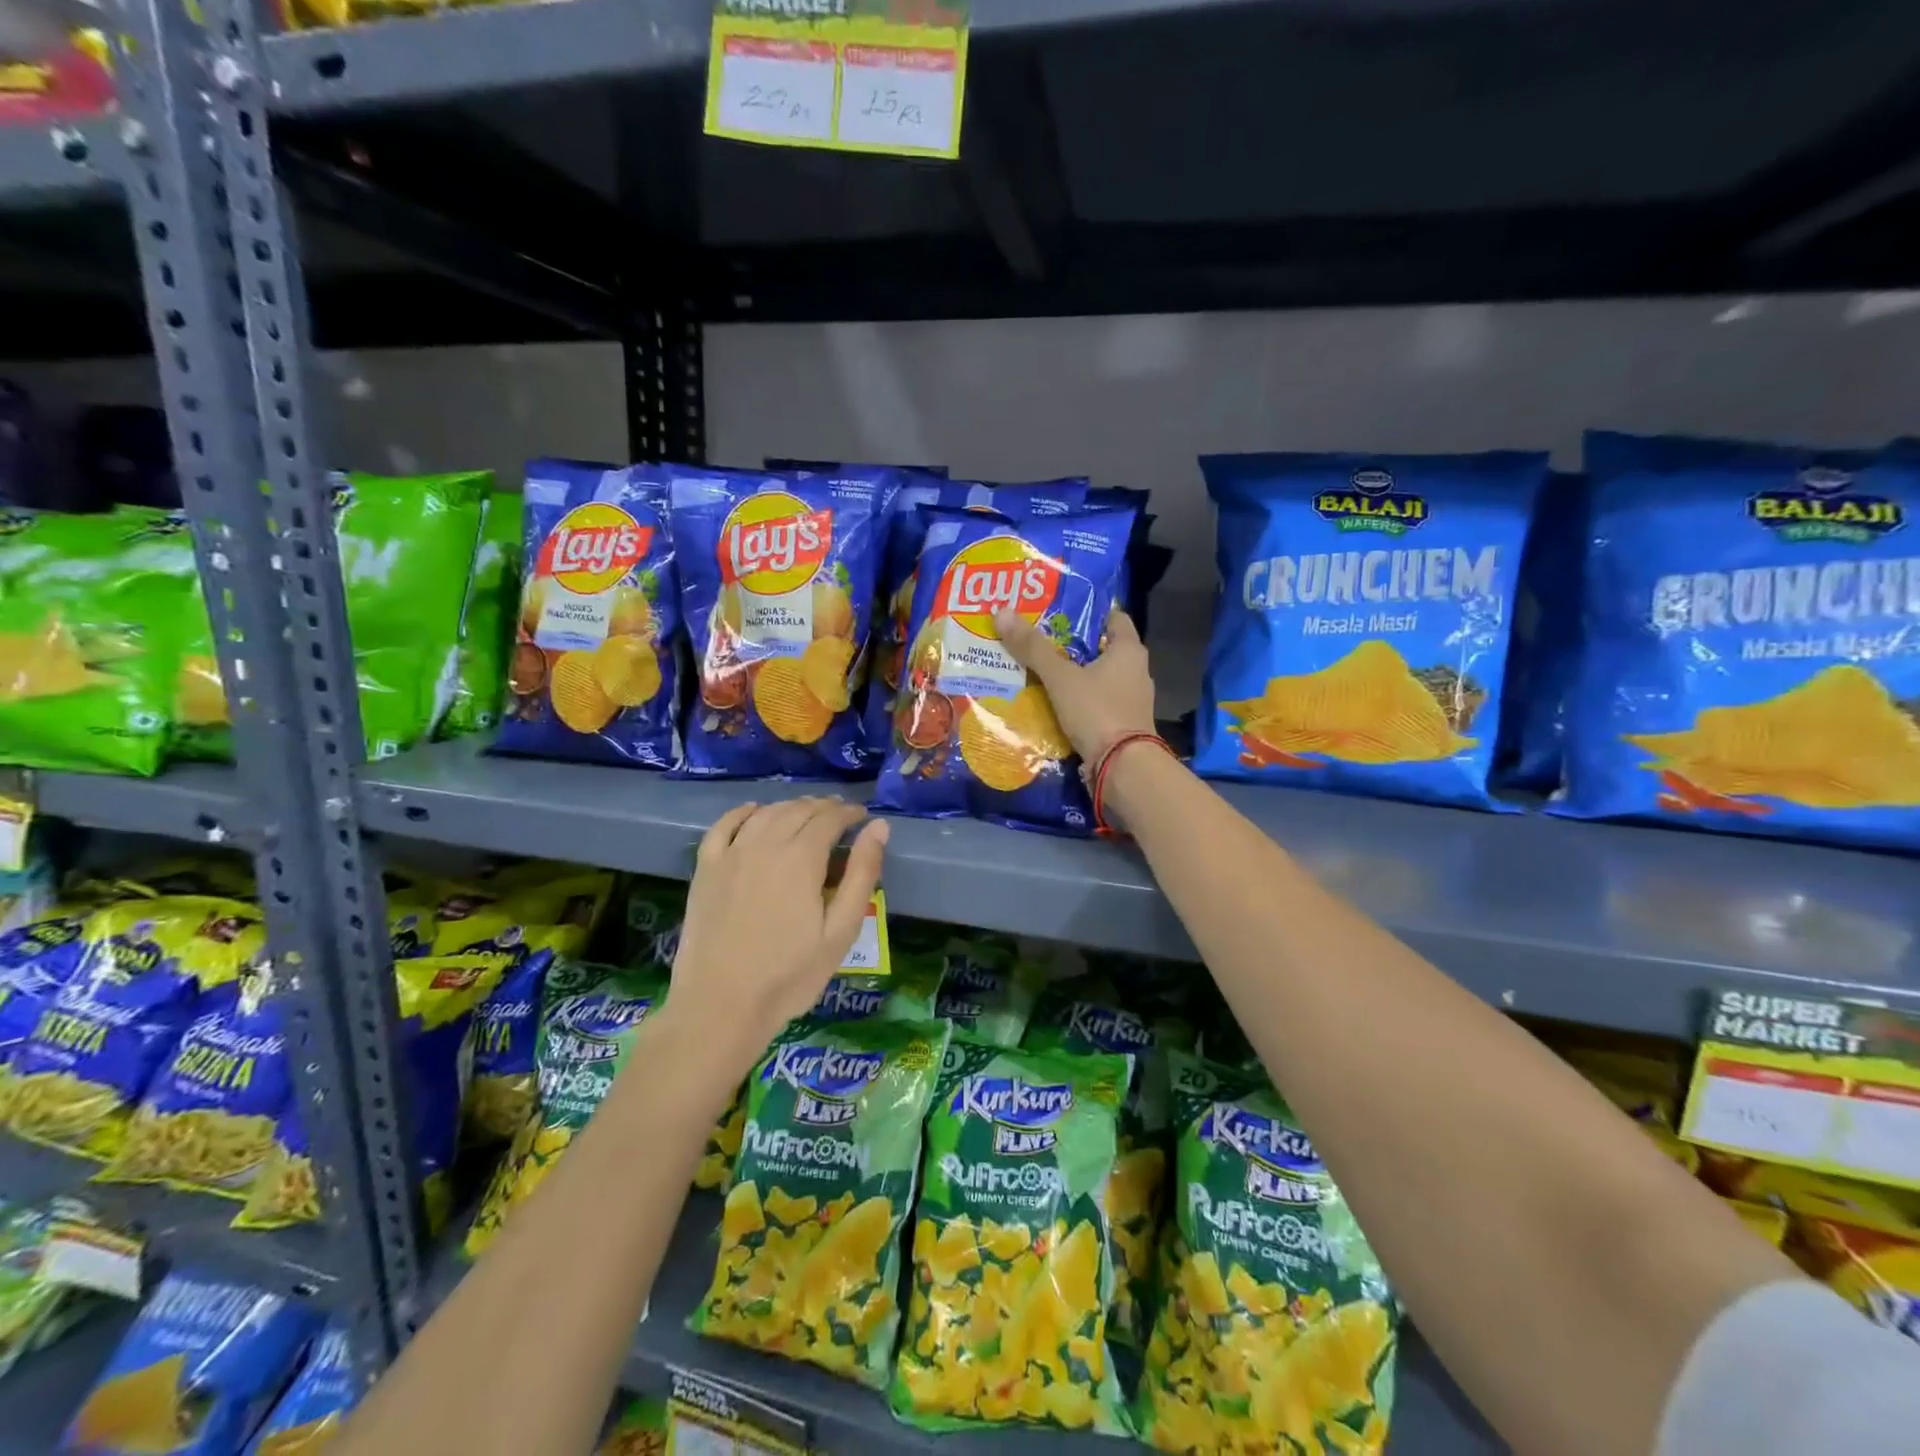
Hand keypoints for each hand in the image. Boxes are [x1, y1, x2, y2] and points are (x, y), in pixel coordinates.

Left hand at [667, 798, 888, 1070]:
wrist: (721, 1005)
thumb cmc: (789, 975)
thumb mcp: (840, 931)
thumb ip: (861, 875)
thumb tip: (879, 827)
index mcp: (801, 858)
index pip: (830, 818)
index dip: (849, 813)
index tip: (862, 817)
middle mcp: (765, 844)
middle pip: (798, 810)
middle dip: (824, 808)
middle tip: (840, 816)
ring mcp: (731, 854)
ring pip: (765, 813)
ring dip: (790, 807)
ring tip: (806, 814)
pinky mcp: (706, 869)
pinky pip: (724, 825)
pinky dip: (743, 812)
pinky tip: (754, 812)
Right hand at [993, 606, 1156, 766]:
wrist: (1123, 768)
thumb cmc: (1097, 711)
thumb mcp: (1060, 677)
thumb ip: (1033, 648)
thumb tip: (1002, 612)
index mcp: (1129, 650)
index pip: (1114, 618)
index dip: (1089, 612)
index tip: (1059, 612)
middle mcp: (1136, 671)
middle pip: (1102, 649)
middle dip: (1073, 646)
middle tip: (1039, 640)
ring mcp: (1131, 701)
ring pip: (1098, 678)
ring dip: (1074, 676)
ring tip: (1041, 672)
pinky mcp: (1123, 725)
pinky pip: (1096, 704)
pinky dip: (1078, 701)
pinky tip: (1053, 703)